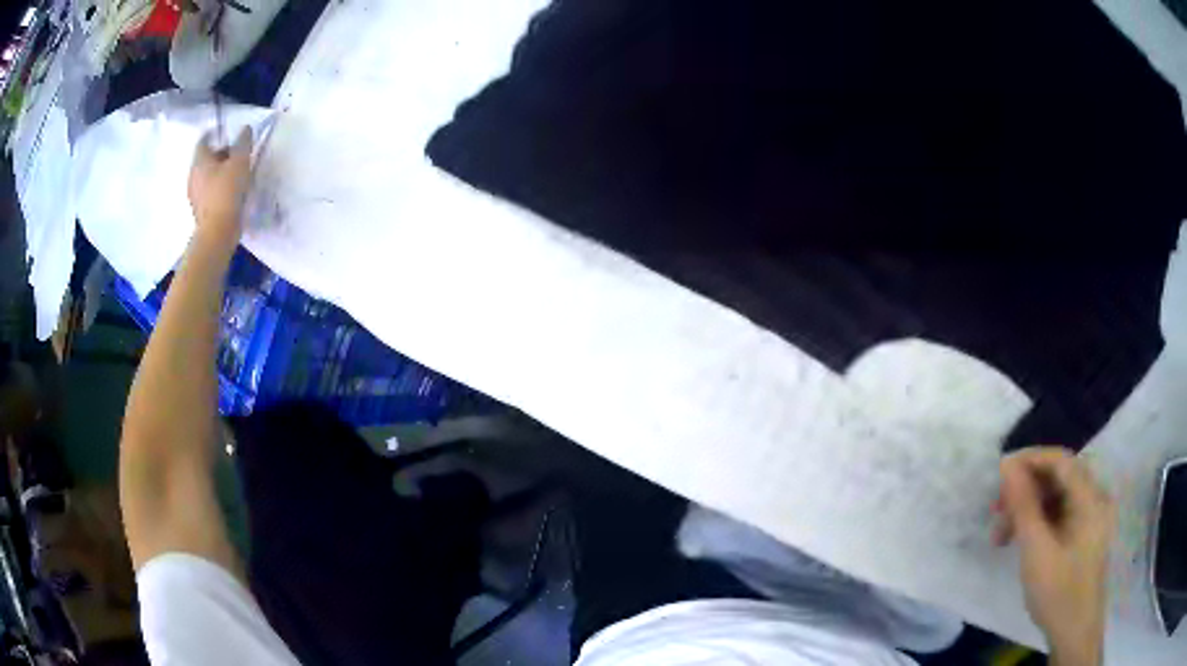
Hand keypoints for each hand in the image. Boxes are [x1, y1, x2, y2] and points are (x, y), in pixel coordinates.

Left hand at [188, 127, 253, 250]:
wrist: (218, 232)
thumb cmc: (227, 191)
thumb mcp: (240, 161)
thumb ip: (243, 142)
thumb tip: (245, 128)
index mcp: (200, 161)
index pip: (204, 141)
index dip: (214, 135)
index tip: (226, 134)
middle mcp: (193, 175)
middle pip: (206, 159)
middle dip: (220, 154)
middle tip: (236, 154)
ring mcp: (195, 195)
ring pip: (207, 176)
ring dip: (219, 172)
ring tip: (235, 174)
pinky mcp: (200, 210)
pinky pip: (209, 192)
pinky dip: (218, 188)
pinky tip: (230, 192)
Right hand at [994, 448, 1114, 665]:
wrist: (1075, 632)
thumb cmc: (1058, 592)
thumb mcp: (1036, 551)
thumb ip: (1024, 506)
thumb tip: (1008, 466)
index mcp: (1090, 497)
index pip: (1060, 460)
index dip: (1029, 459)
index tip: (999, 474)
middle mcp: (1095, 497)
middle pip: (1059, 478)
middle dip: (1026, 490)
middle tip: (997, 510)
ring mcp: (1092, 517)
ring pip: (1058, 498)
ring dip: (1030, 509)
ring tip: (1002, 535)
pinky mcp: (1086, 534)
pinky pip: (1062, 515)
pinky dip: (1040, 523)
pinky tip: (1023, 541)